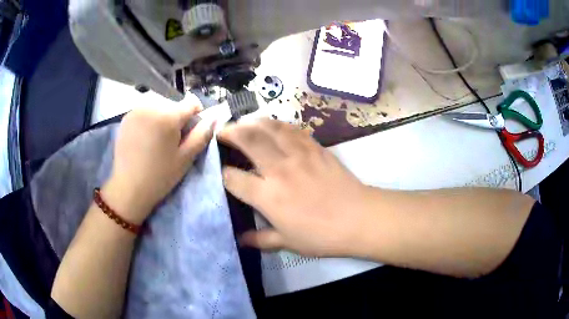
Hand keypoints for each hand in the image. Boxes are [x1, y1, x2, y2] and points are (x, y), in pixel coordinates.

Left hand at [103, 105, 214, 223]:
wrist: (128, 188)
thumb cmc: (160, 175)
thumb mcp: (186, 158)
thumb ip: (202, 135)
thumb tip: (214, 118)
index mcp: (168, 115)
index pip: (191, 103)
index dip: (196, 115)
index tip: (191, 131)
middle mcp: (151, 106)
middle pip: (174, 104)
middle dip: (177, 118)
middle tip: (172, 140)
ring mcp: (136, 110)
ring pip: (159, 106)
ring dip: (163, 117)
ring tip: (157, 139)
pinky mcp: (126, 117)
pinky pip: (145, 111)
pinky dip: (149, 119)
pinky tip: (145, 138)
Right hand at [219, 119, 371, 256]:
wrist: (359, 218)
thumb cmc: (322, 235)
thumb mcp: (288, 242)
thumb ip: (261, 239)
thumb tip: (241, 239)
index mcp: (268, 196)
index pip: (233, 178)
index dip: (222, 173)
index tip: (219, 172)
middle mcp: (279, 169)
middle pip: (248, 140)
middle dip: (230, 132)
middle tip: (221, 131)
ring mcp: (298, 154)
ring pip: (269, 127)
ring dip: (252, 121)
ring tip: (243, 122)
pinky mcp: (315, 147)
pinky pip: (292, 129)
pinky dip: (277, 124)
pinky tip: (273, 126)